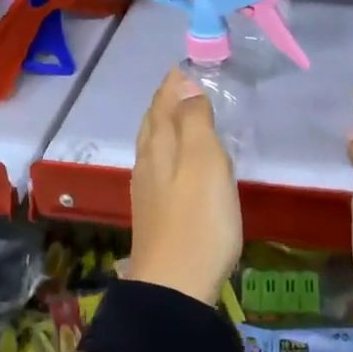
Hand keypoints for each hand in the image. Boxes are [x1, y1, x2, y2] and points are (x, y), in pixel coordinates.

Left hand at [122, 69, 241, 304]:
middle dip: (165, 100)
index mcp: (160, 147)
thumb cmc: (198, 221)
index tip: (187, 64)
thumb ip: (195, 122)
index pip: (164, 103)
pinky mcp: (155, 214)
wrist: (175, 287)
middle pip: (153, 123)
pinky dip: (168, 151)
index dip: (174, 82)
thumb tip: (186, 85)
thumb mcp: (205, 164)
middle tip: (182, 84)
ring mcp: (148, 191)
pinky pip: (159, 167)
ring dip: (165, 125)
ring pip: (153, 146)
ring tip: (182, 115)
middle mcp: (148, 164)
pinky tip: (178, 164)